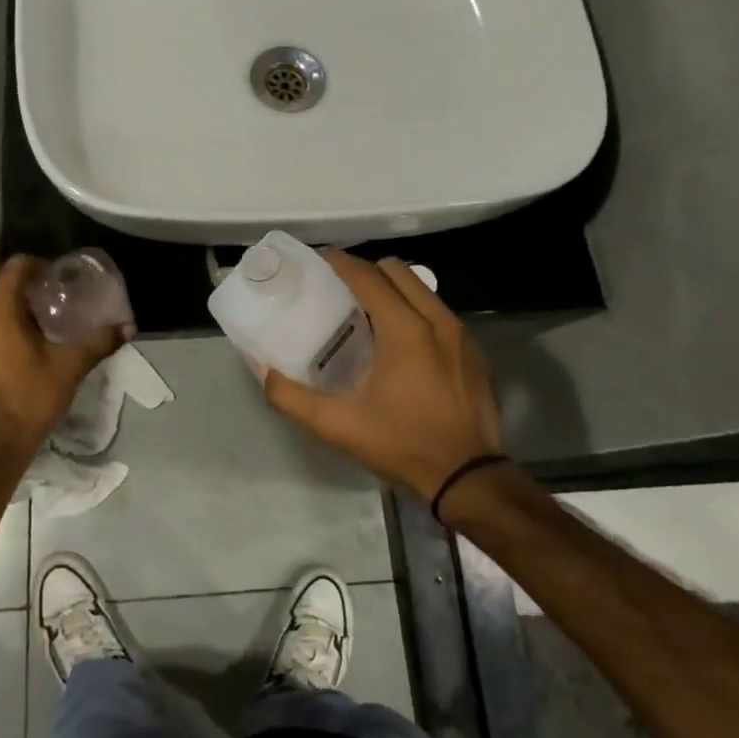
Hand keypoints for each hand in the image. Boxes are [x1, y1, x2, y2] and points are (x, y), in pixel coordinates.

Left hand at [0, 255, 129, 464]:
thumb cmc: (32, 395)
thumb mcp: (71, 365)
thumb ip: (100, 341)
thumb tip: (129, 326)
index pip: (13, 267)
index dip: (35, 264)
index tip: (56, 275)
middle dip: (10, 272)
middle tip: (39, 283)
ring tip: (26, 302)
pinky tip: (13, 327)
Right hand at [262, 251, 503, 501]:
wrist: (468, 478)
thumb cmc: (402, 444)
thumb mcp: (338, 425)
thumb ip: (292, 397)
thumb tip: (264, 372)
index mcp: (405, 330)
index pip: (368, 276)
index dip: (341, 262)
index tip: (319, 259)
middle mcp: (436, 320)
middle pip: (398, 271)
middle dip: (367, 270)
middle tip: (341, 287)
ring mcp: (460, 334)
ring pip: (422, 289)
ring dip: (393, 288)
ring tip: (368, 310)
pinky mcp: (473, 351)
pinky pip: (438, 311)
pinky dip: (415, 309)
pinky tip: (400, 340)